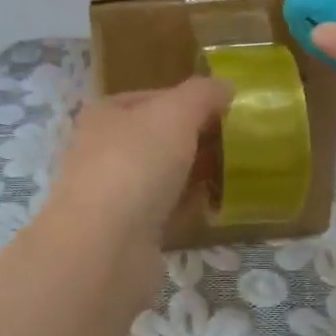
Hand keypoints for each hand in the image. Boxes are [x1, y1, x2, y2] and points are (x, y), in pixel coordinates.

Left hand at [45, 77, 231, 295]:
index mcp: (104, 115)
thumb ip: (202, 95)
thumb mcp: (175, 114)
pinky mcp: (125, 234)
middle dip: (194, 140)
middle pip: (157, 138)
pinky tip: (213, 208)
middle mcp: (101, 151)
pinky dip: (186, 209)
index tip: (226, 111)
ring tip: (232, 174)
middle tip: (235, 144)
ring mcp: (111, 195)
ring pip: (161, 177)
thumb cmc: (135, 165)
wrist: (104, 248)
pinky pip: (164, 213)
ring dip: (192, 176)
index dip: (189, 100)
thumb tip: (224, 87)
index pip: (152, 97)